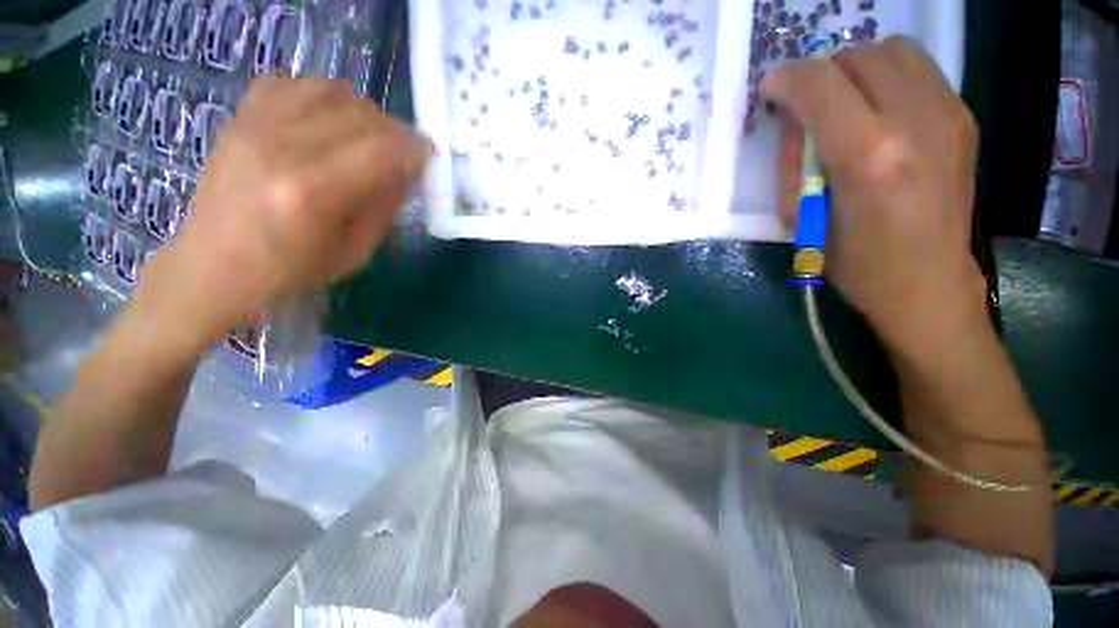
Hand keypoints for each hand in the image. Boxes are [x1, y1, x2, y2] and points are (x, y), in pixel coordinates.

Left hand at [136, 78, 431, 353]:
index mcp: (313, 192)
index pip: (382, 150)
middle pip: (361, 115)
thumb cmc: (288, 271)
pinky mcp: (238, 118)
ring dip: (363, 111)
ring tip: (369, 136)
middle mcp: (282, 147)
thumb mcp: (354, 253)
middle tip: (404, 153)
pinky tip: (327, 121)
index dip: (415, 150)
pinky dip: (321, 96)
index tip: (428, 158)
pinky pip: (291, 83)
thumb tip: (407, 172)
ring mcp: (254, 125)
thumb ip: (384, 207)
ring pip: (330, 90)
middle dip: (396, 132)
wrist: (211, 267)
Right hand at [762, 37, 986, 354]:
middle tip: (807, 103)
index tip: (770, 88)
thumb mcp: (802, 219)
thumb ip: (795, 161)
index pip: (821, 85)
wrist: (928, 284)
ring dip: (858, 68)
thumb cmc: (854, 264)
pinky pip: (919, 70)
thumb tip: (793, 118)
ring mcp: (949, 115)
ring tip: (845, 102)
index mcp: (869, 157)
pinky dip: (888, 78)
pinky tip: (878, 111)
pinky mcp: (964, 118)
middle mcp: (916, 122)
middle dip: (822, 71)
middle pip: (860, 56)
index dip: (787, 78)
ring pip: (894, 50)